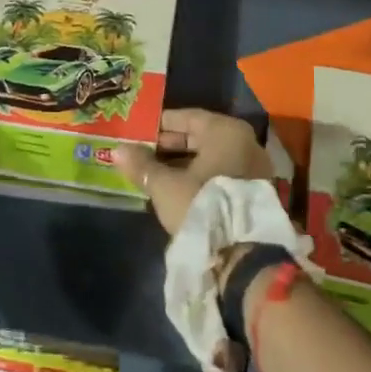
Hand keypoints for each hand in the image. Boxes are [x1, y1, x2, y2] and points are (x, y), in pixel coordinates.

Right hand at [114, 108, 273, 236]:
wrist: (243, 254)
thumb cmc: (202, 205)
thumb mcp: (165, 185)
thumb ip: (141, 165)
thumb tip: (117, 150)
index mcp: (225, 131)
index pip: (187, 117)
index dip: (160, 124)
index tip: (138, 131)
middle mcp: (244, 142)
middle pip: (199, 137)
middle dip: (169, 145)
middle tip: (141, 151)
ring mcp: (252, 167)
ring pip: (210, 158)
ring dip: (182, 163)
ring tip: (153, 171)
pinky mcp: (253, 192)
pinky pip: (220, 174)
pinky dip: (198, 177)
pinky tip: (175, 187)